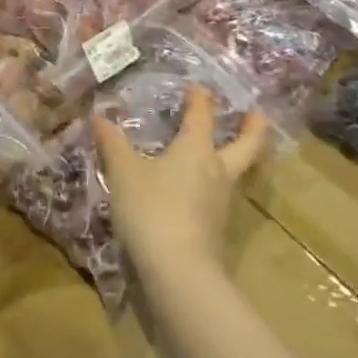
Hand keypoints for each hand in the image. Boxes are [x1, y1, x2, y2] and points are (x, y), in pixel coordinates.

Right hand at [93, 87, 267, 287]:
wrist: (178, 270)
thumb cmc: (151, 208)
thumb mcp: (123, 172)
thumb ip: (113, 144)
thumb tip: (100, 117)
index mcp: (196, 149)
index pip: (202, 116)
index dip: (200, 99)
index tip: (199, 87)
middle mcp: (217, 171)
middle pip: (247, 146)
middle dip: (253, 129)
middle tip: (257, 115)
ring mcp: (222, 203)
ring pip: (236, 174)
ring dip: (235, 159)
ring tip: (223, 153)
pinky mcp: (217, 230)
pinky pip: (219, 199)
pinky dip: (214, 188)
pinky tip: (198, 193)